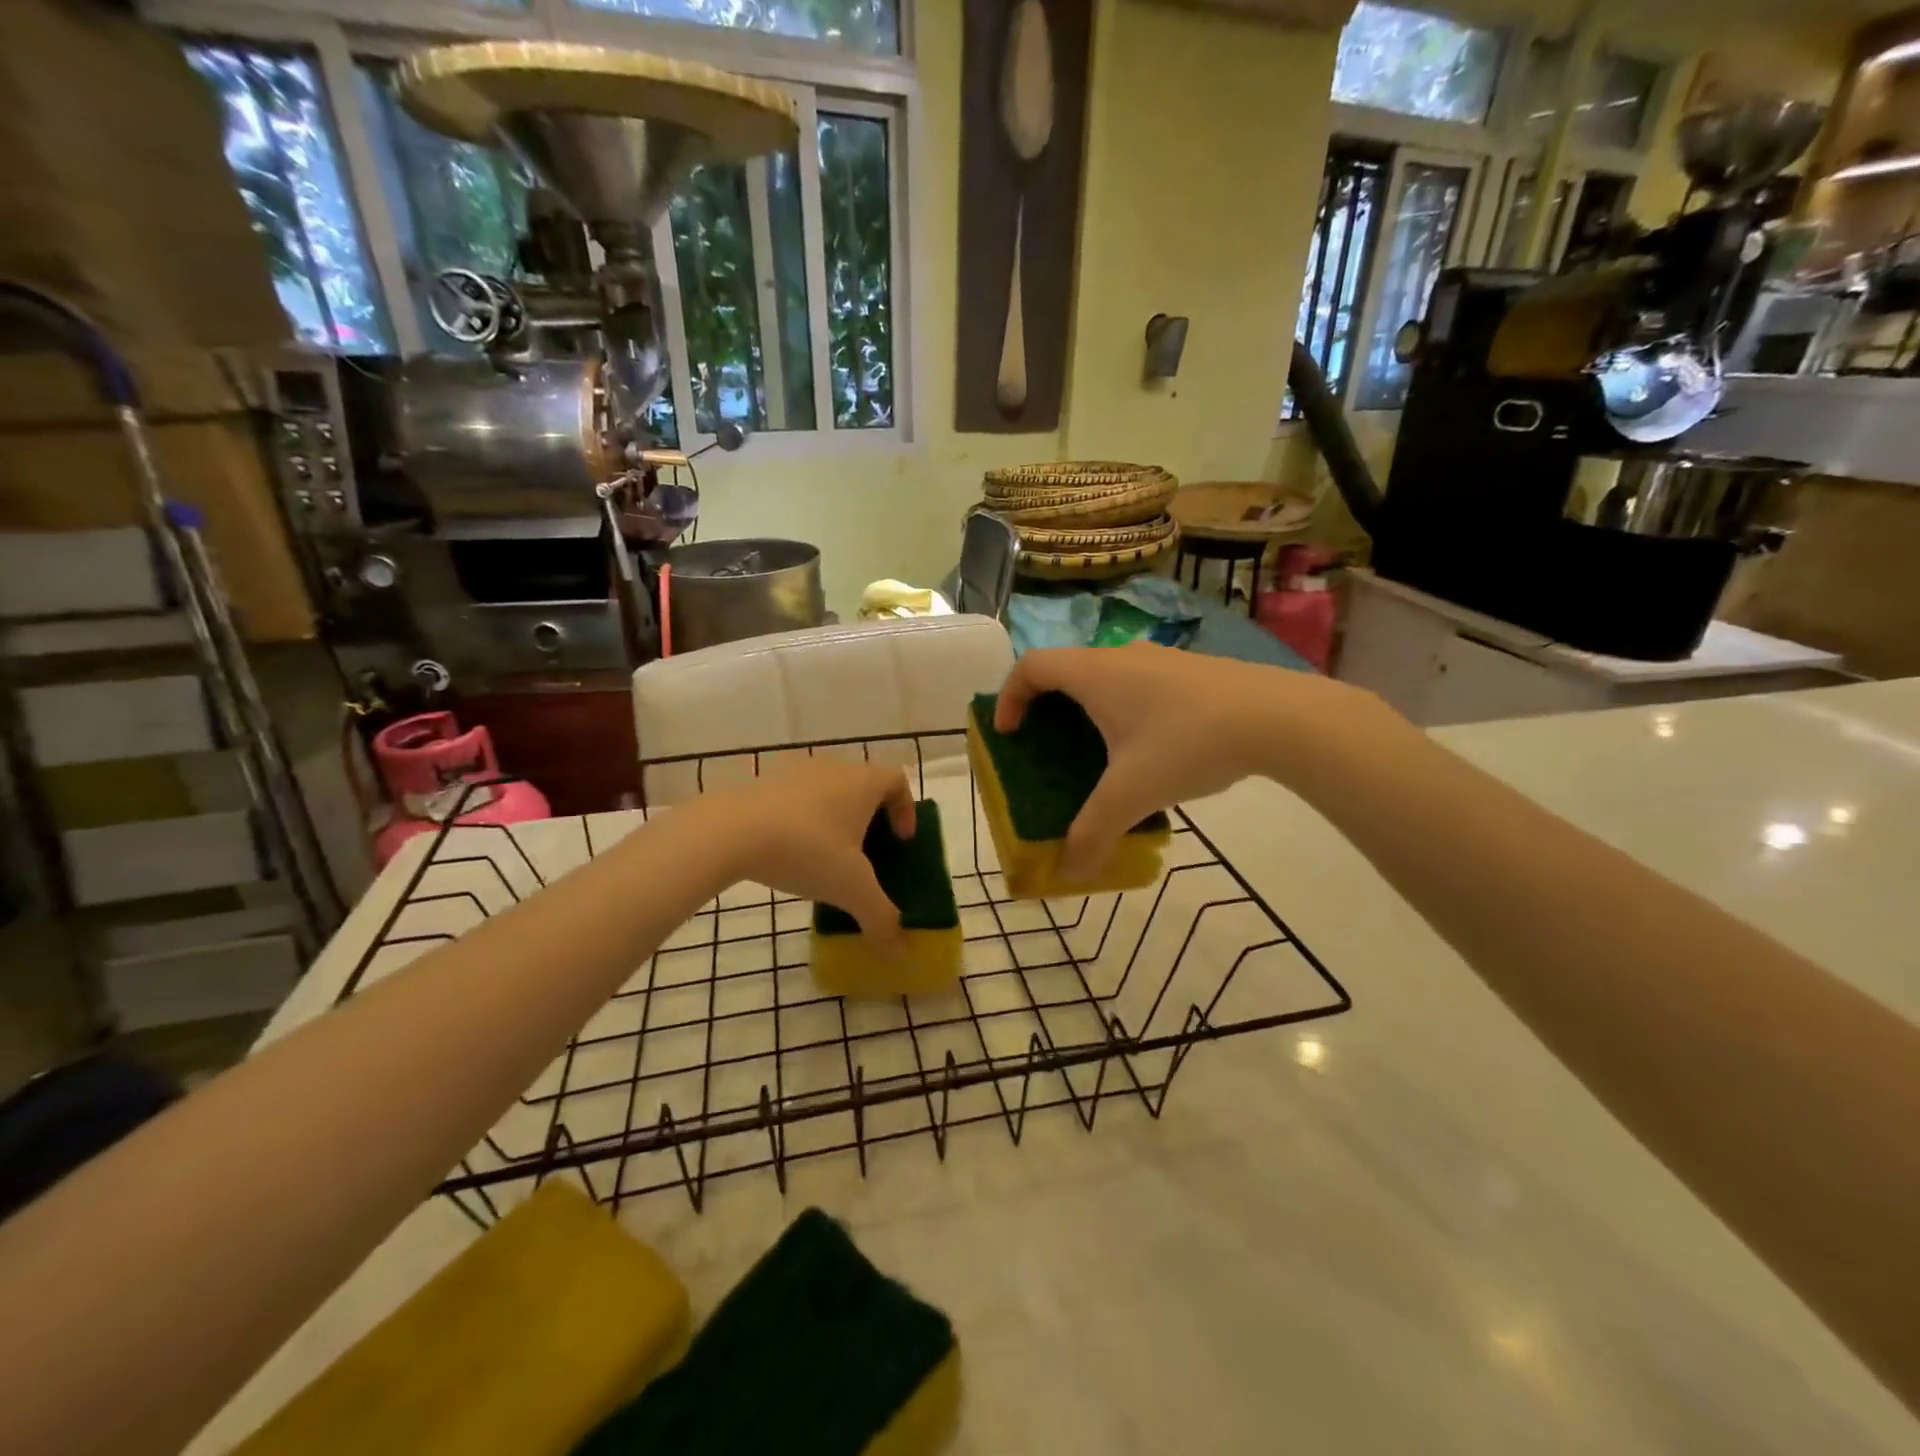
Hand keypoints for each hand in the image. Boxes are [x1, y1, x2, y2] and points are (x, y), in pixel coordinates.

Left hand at [694, 760, 916, 950]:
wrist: (729, 831)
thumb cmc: (807, 849)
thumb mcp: (851, 889)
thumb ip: (881, 918)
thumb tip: (900, 952)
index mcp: (863, 781)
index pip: (897, 780)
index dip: (906, 809)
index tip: (901, 841)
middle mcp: (833, 767)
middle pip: (863, 785)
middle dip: (870, 819)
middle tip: (867, 855)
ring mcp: (794, 772)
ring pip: (827, 792)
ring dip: (834, 820)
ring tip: (827, 859)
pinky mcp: (762, 784)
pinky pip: (795, 800)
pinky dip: (802, 822)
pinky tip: (790, 855)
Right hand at [994, 643, 1387, 878]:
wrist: (1280, 717)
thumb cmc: (1188, 743)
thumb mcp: (1133, 794)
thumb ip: (1094, 833)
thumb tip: (1070, 872)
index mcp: (1095, 674)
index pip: (1031, 666)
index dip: (1009, 697)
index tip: (1009, 734)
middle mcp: (1121, 657)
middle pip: (1066, 671)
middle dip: (1048, 709)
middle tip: (1048, 750)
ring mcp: (1161, 660)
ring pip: (1107, 678)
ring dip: (1091, 711)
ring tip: (1099, 757)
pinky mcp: (1193, 672)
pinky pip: (1140, 686)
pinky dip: (1127, 712)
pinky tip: (1153, 754)